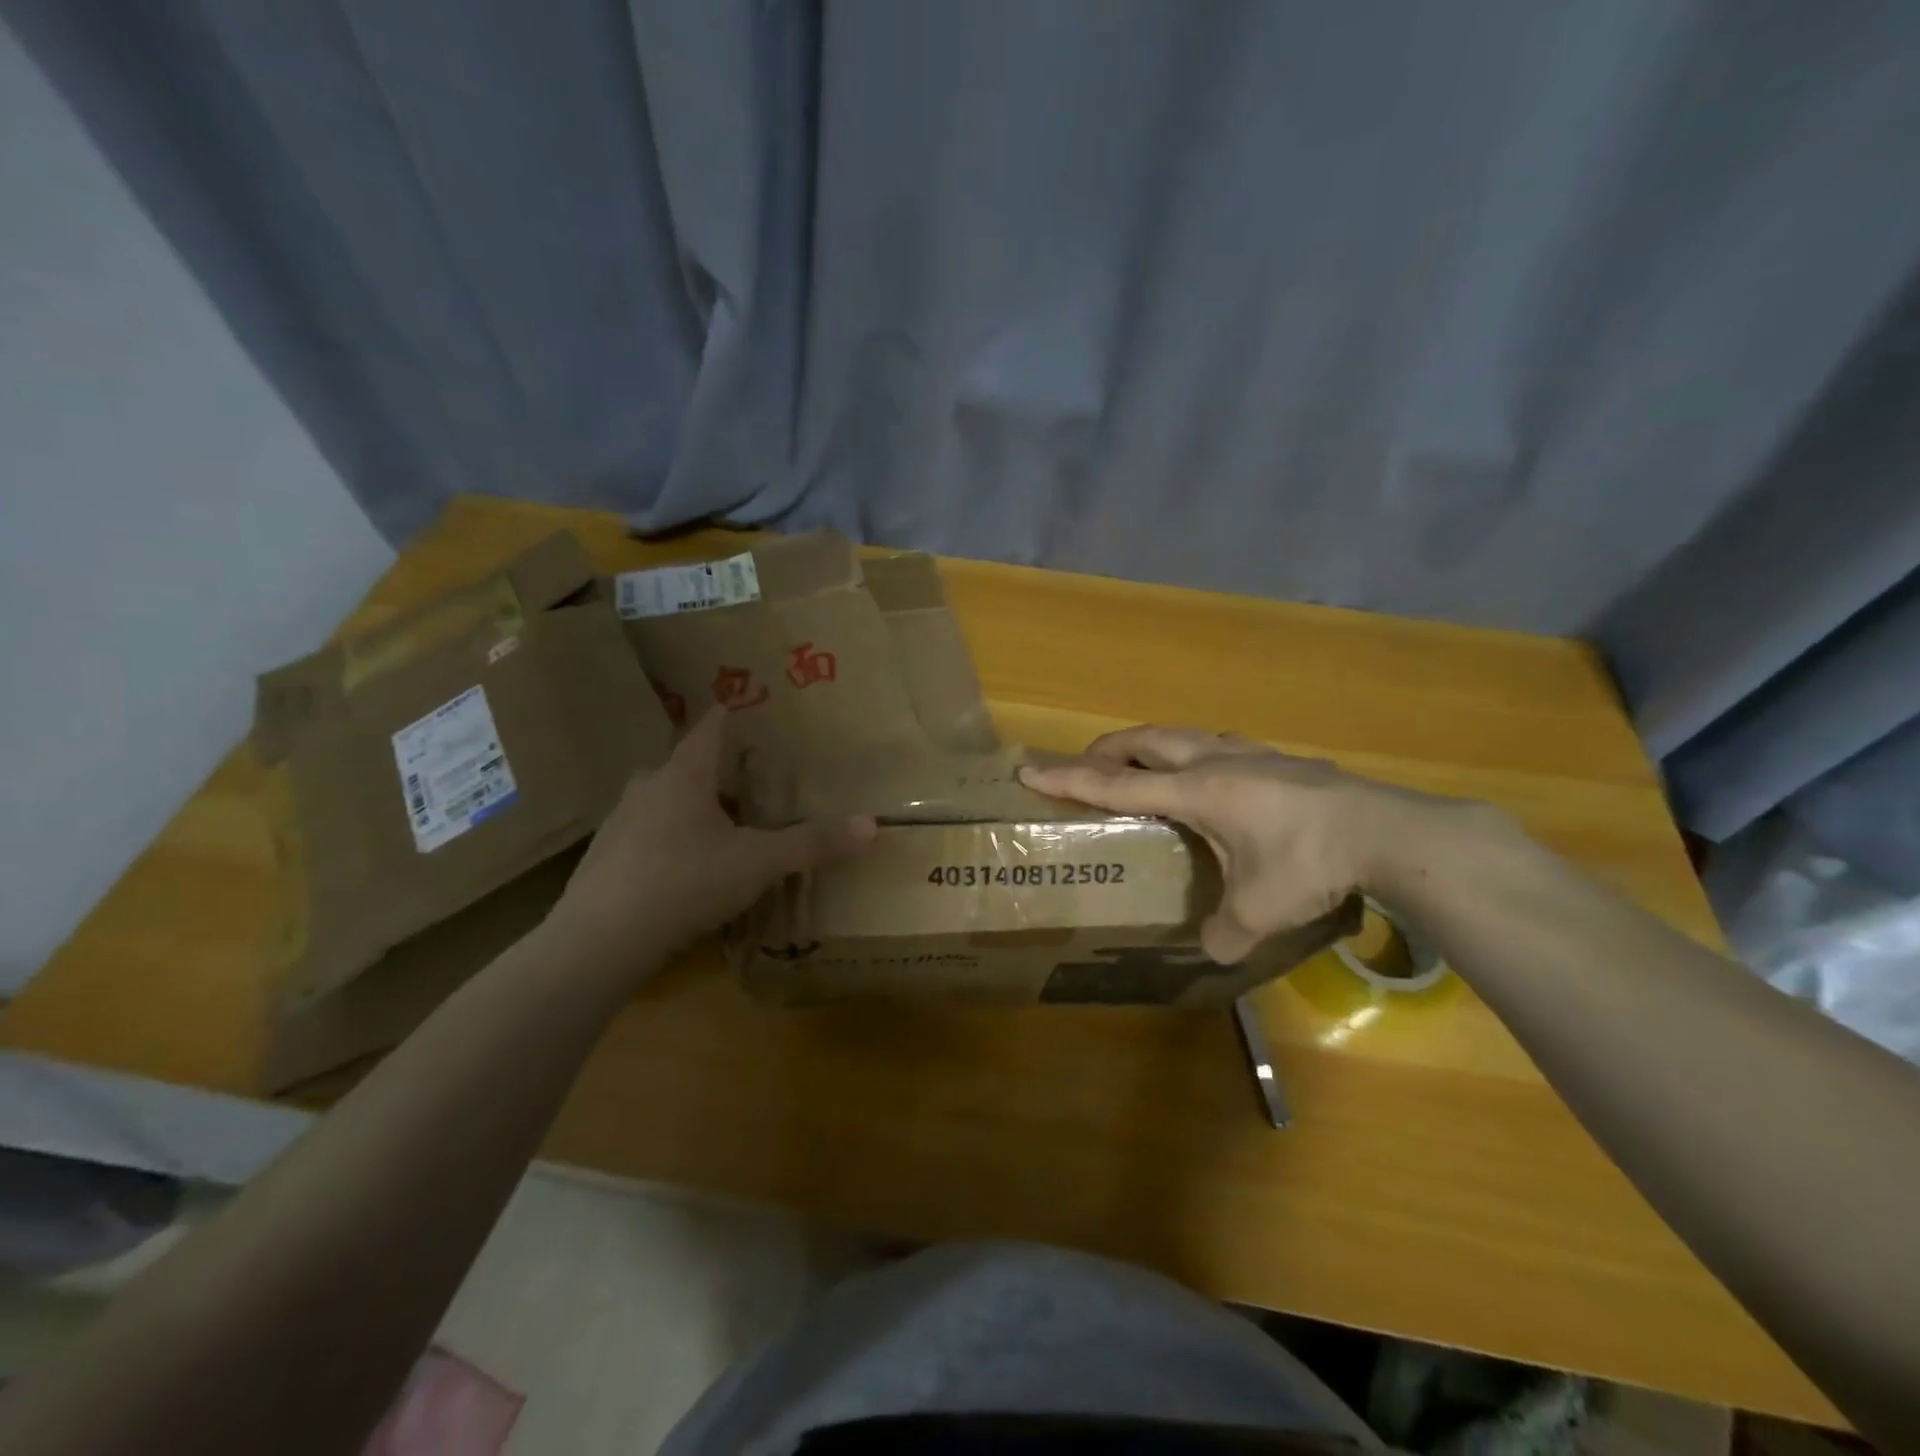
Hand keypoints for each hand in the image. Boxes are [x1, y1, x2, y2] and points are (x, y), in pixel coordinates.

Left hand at [549, 709, 876, 962]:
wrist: (599, 941)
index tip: (742, 706)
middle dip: (712, 766)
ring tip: (717, 821)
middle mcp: (647, 788)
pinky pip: (643, 834)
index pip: (710, 729)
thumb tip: (872, 826)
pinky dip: (666, 838)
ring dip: (687, 803)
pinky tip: (681, 867)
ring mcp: (619, 823)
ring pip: (660, 800)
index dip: (729, 716)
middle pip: (683, 764)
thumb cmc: (685, 882)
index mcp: (684, 776)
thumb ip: (812, 844)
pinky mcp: (603, 859)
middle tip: (743, 775)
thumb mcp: (758, 863)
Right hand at [1019, 725, 1461, 962]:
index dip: (1069, 778)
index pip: (1117, 784)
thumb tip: (1213, 949)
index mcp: (1197, 792)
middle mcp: (1216, 762)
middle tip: (1088, 764)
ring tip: (1146, 766)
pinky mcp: (1283, 759)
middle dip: (1109, 749)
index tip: (1030, 768)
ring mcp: (1253, 755)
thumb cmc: (1309, 864)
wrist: (1387, 833)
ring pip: (1187, 734)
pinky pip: (1223, 745)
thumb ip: (1226, 932)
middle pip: (1148, 741)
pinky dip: (1199, 753)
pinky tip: (1216, 774)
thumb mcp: (1260, 910)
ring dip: (1155, 744)